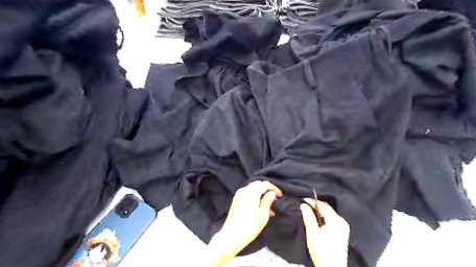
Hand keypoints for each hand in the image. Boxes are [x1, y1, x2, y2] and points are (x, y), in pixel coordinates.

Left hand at [207, 180, 279, 265]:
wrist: (231, 236)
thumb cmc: (249, 228)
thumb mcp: (263, 216)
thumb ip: (268, 202)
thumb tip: (272, 193)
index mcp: (251, 193)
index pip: (264, 184)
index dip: (274, 188)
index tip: (280, 195)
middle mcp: (244, 191)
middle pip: (258, 184)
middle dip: (267, 189)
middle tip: (275, 198)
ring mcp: (239, 194)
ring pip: (253, 188)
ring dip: (261, 194)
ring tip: (269, 206)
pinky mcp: (236, 199)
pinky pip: (248, 193)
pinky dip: (255, 197)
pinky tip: (260, 208)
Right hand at [301, 199, 347, 266]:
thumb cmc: (321, 251)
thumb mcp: (312, 232)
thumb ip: (308, 216)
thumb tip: (303, 204)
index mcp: (336, 220)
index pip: (323, 205)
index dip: (312, 201)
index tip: (302, 199)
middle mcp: (342, 221)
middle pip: (327, 208)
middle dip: (315, 206)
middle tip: (304, 205)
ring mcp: (343, 227)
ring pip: (329, 213)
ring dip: (319, 211)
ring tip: (308, 211)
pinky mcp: (342, 232)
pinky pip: (331, 219)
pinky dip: (323, 217)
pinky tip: (316, 220)